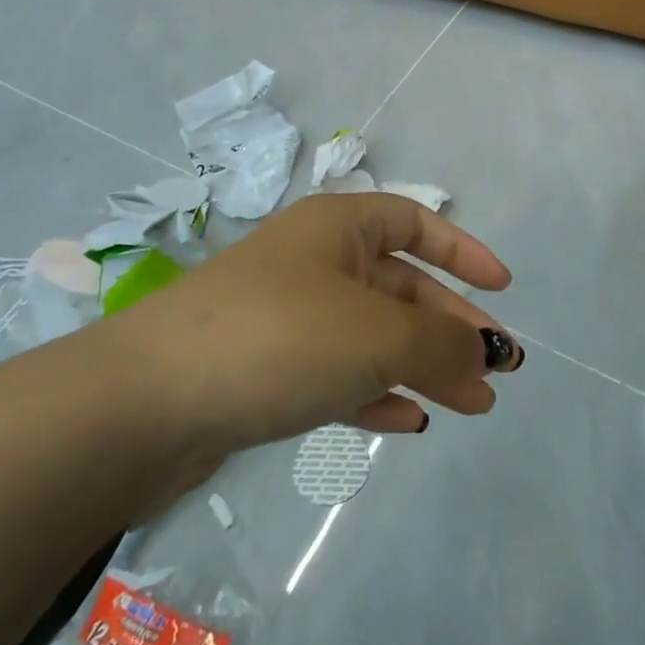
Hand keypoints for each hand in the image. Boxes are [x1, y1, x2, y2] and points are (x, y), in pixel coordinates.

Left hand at [86, 192, 518, 477]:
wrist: (142, 404)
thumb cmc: (279, 338)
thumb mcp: (379, 336)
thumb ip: (443, 343)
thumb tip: (488, 353)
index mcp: (337, 228)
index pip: (415, 223)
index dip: (463, 252)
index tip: (503, 289)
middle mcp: (312, 262)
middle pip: (401, 287)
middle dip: (452, 327)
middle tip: (497, 370)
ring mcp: (285, 317)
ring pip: (372, 335)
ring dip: (422, 366)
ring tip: (471, 405)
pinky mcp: (262, 370)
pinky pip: (335, 374)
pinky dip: (374, 393)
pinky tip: (406, 422)